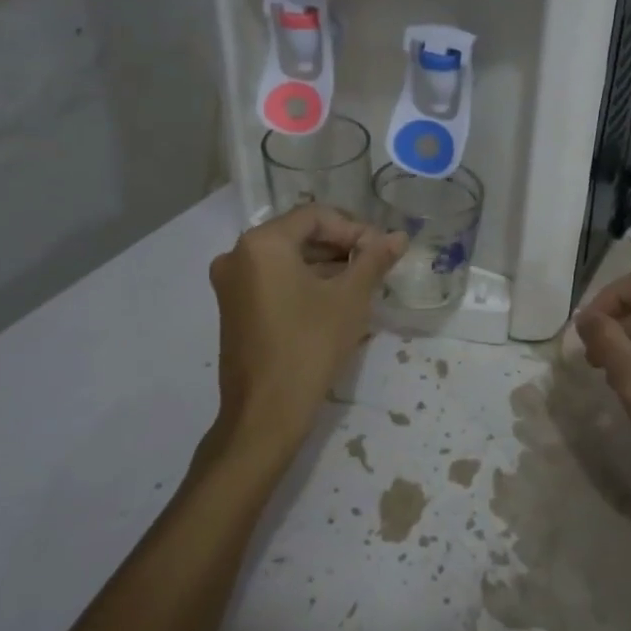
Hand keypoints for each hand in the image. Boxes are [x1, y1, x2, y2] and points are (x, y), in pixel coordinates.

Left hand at [209, 205, 405, 454]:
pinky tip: (333, 300)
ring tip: (360, 283)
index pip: (316, 217)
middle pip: (298, 234)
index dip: (354, 229)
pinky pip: (272, 280)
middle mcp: (237, 255)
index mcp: (262, 243)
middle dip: (340, 246)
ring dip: (324, 265)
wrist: (265, 413)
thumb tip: (399, 236)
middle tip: (375, 265)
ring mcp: (231, 283)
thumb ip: (374, 260)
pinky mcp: (233, 308)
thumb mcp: (350, 298)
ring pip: (286, 258)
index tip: (381, 251)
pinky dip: (303, 282)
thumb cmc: (310, 346)